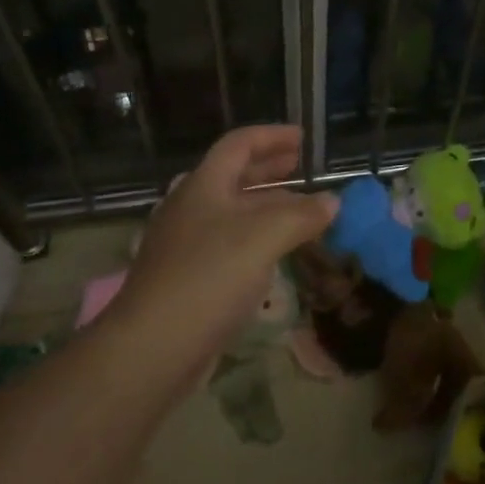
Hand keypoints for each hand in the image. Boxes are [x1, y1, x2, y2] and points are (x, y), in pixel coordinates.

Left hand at [111, 126, 336, 370]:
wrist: (152, 347)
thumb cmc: (208, 276)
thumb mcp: (264, 237)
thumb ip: (302, 215)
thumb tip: (332, 202)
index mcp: (204, 185)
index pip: (239, 144)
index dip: (271, 136)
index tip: (302, 138)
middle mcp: (192, 207)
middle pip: (233, 176)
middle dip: (269, 169)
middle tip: (300, 167)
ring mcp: (186, 244)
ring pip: (232, 212)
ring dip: (267, 206)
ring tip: (300, 211)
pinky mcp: (188, 277)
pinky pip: (229, 244)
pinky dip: (257, 238)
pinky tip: (274, 254)